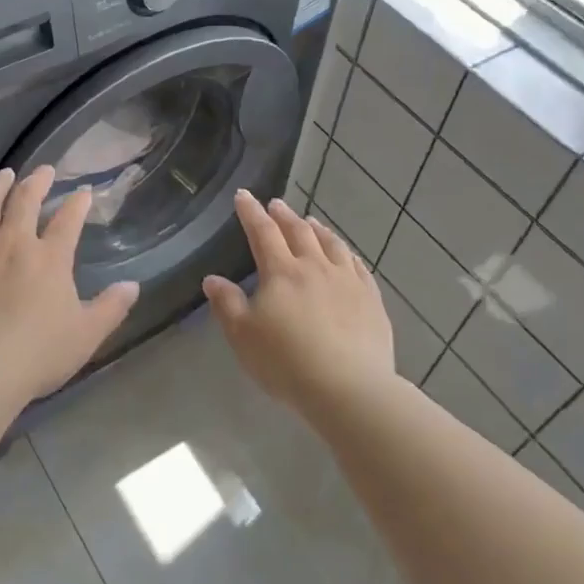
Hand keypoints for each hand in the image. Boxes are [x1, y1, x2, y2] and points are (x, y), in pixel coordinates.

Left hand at [0, 166, 140, 401]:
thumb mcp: (87, 334)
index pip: (69, 220)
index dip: (78, 203)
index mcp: (50, 258)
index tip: (84, 192)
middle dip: (37, 182)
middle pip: (25, 202)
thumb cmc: (38, 353)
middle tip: (44, 170)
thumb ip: (111, 307)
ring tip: (4, 175)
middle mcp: (13, 244)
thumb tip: (133, 285)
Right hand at [203, 192, 396, 414]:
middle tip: (276, 204)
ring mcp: (348, 281)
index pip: (262, 232)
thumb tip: (212, 279)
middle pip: (298, 232)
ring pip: (331, 244)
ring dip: (317, 229)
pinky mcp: (371, 299)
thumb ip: (227, 304)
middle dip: (283, 216)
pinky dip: (346, 253)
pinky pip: (357, 266)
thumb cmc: (286, 362)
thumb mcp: (243, 336)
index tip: (243, 195)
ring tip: (310, 221)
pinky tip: (345, 254)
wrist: (349, 388)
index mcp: (281, 272)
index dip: (251, 212)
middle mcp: (316, 267)